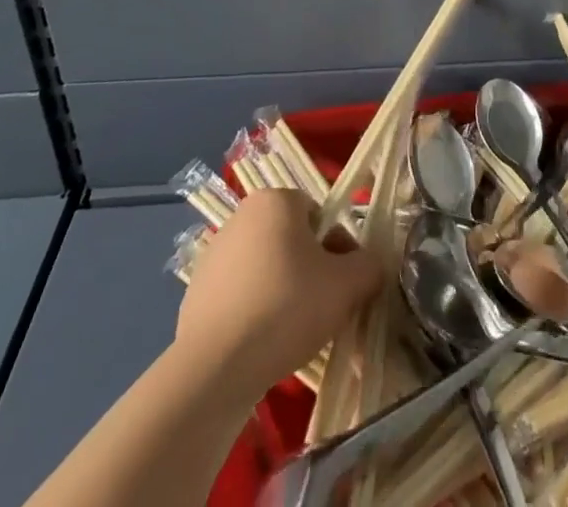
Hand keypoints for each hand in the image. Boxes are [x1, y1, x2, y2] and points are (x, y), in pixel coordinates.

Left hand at [175, 190, 381, 395]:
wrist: (214, 369)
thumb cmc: (286, 308)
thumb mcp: (347, 285)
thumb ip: (369, 266)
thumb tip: (370, 267)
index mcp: (276, 199)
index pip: (320, 214)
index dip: (338, 248)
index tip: (342, 284)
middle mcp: (242, 216)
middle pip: (293, 240)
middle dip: (312, 271)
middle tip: (324, 310)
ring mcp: (214, 254)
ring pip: (268, 269)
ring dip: (285, 293)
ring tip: (295, 335)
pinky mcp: (197, 293)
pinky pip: (241, 296)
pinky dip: (256, 313)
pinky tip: (263, 345)